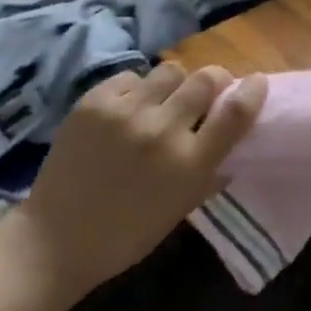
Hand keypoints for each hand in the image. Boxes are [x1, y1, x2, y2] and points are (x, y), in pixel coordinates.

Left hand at [12, 63, 265, 298]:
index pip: (235, 112)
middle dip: (212, 82)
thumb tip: (234, 136)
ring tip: (161, 102)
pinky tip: (127, 111)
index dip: (251, 91)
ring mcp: (126, 112)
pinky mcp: (95, 101)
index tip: (255, 84)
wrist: (55, 239)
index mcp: (189, 165)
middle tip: (205, 93)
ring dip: (173, 85)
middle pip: (206, 78)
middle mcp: (162, 131)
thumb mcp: (181, 207)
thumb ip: (210, 169)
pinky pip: (132, 77)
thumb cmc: (127, 234)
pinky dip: (136, 90)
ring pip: (170, 70)